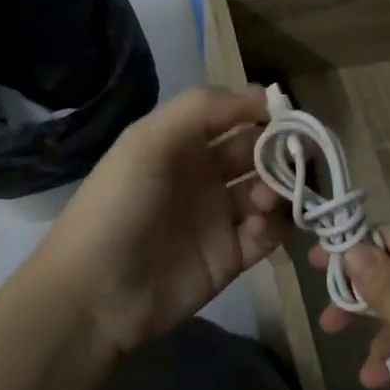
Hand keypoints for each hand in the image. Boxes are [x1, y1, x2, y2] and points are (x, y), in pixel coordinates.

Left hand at [23, 86, 286, 353]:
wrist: (95, 294)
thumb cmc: (119, 205)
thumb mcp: (149, 141)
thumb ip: (203, 108)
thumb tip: (264, 94)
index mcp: (183, 142)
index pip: (235, 115)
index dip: (263, 112)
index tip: (289, 116)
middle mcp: (205, 173)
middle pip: (258, 151)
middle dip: (280, 150)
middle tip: (294, 159)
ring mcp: (220, 215)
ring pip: (269, 190)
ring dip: (278, 188)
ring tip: (264, 199)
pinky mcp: (232, 255)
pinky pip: (269, 233)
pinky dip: (275, 225)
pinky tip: (260, 226)